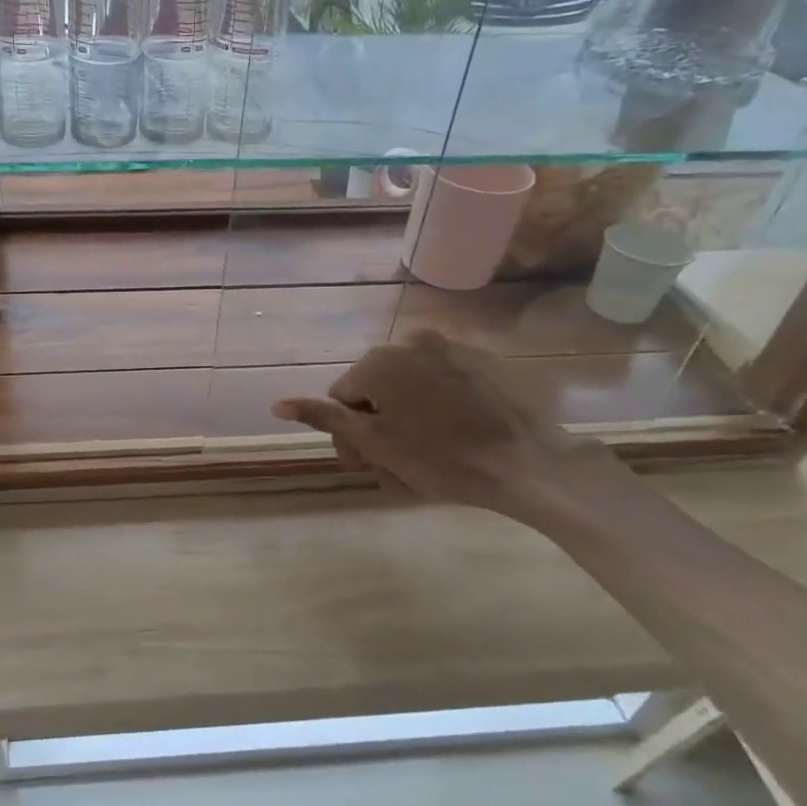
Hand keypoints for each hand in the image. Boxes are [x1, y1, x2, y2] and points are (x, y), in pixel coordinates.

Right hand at [272, 332, 620, 513]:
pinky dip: (441, 402)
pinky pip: (444, 379)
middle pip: (375, 387)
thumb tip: (278, 404)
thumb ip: (326, 419)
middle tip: (397, 463)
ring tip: (430, 450)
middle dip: (379, 423)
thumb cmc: (440, 459)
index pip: (342, 398)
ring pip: (410, 384)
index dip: (350, 434)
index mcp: (379, 361)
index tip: (368, 464)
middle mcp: (410, 341)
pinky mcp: (485, 359)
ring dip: (408, 414)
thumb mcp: (375, 444)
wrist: (528, 463)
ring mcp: (451, 346)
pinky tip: (459, 431)